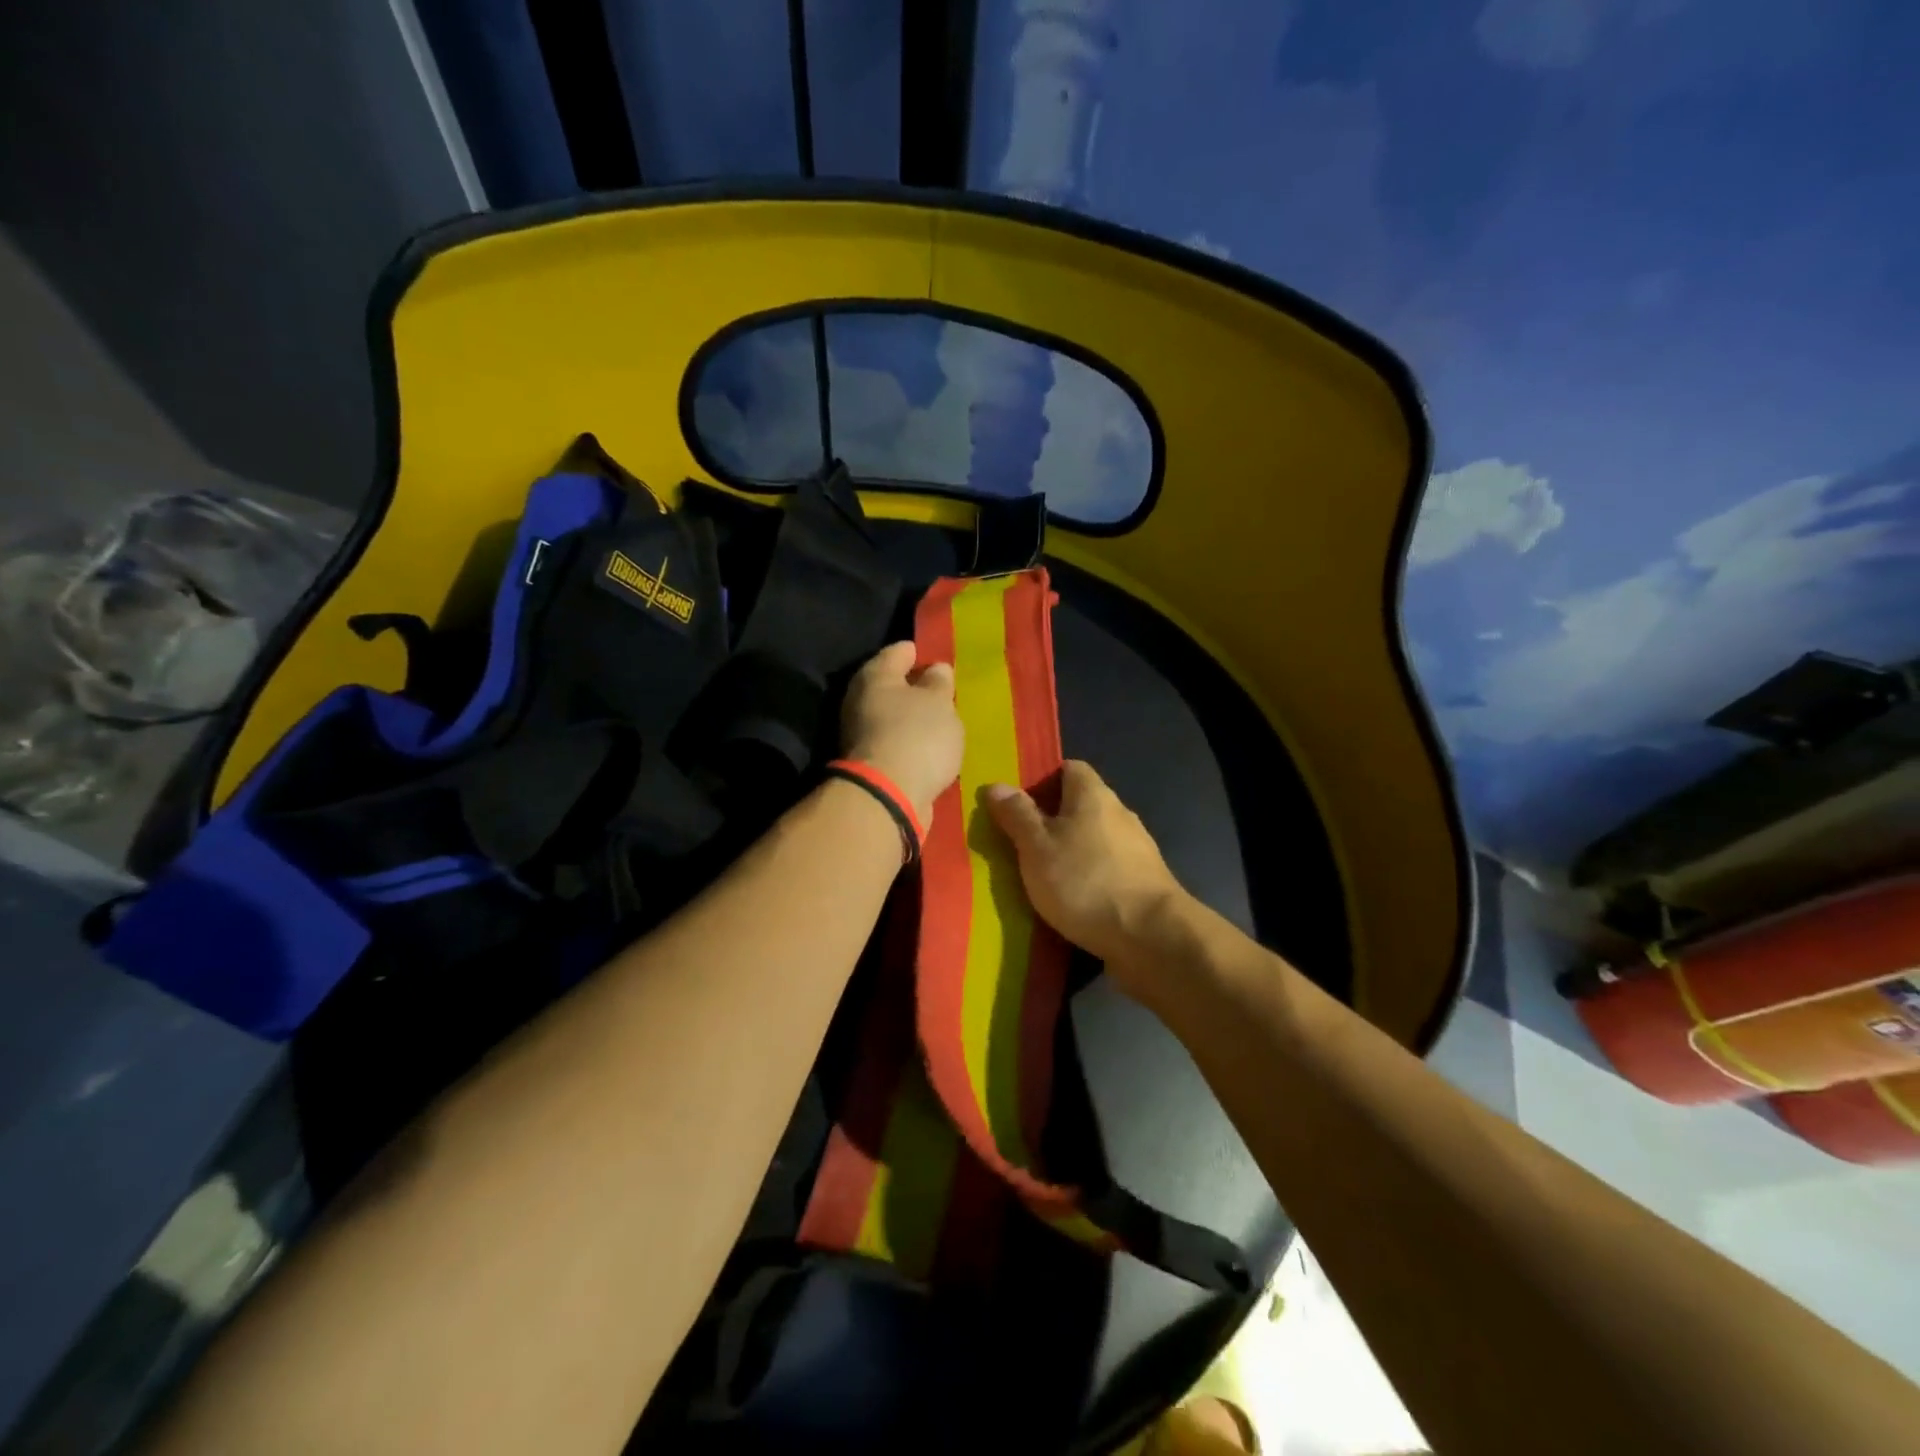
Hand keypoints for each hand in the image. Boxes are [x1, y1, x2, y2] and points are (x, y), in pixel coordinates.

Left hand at [840, 641, 963, 826]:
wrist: (889, 797)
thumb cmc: (916, 736)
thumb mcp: (939, 702)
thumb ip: (939, 683)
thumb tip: (935, 669)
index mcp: (875, 676)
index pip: (897, 652)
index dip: (917, 650)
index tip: (935, 653)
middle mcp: (861, 700)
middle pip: (891, 685)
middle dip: (915, 686)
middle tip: (943, 688)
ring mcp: (863, 734)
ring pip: (893, 716)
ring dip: (913, 717)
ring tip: (942, 719)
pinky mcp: (872, 764)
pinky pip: (897, 742)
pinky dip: (912, 742)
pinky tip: (932, 747)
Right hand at [983, 760, 1189, 991]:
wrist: (1151, 937)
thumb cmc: (1085, 881)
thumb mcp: (1037, 847)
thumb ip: (1017, 816)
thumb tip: (997, 785)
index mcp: (1093, 794)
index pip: (1068, 768)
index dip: (1041, 780)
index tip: (1015, 803)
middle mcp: (1119, 814)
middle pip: (1080, 805)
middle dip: (1050, 820)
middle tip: (1017, 842)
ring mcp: (1136, 850)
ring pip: (1092, 840)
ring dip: (1069, 852)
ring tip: (1038, 875)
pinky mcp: (1142, 883)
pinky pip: (1105, 869)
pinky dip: (1086, 878)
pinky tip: (1069, 900)